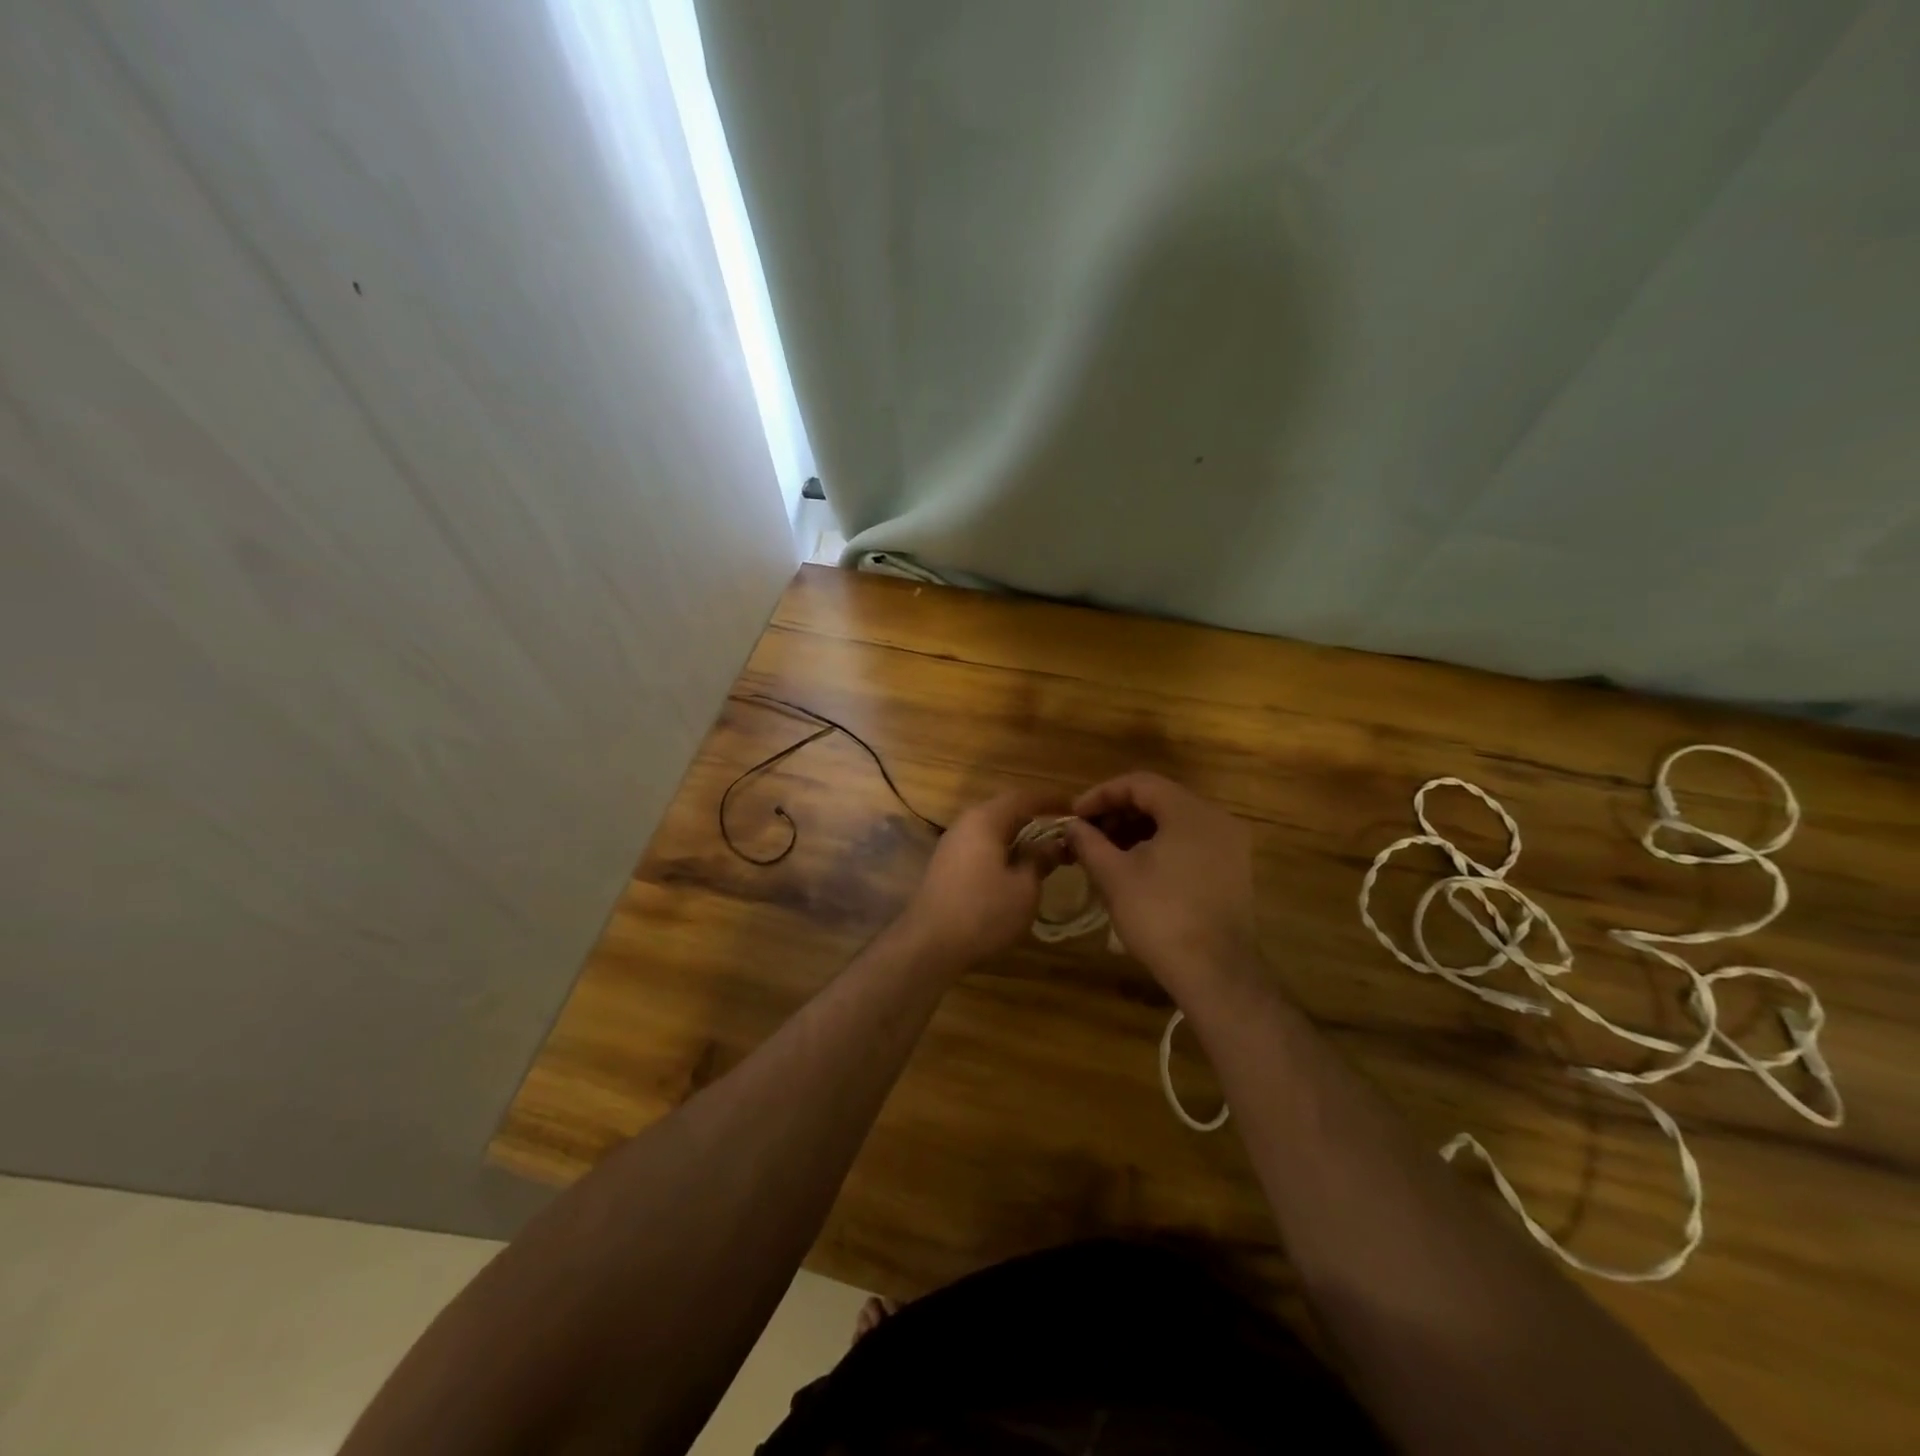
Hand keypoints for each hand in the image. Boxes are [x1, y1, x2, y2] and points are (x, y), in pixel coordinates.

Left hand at [897, 786, 1068, 971]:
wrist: (929, 945)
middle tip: (1064, 831)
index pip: (1024, 797)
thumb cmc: (983, 912)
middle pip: (1006, 811)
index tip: (1076, 808)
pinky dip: (1003, 851)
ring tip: (1045, 851)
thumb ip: (1040, 860)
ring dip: (1019, 837)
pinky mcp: (947, 866)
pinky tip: (1016, 869)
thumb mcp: (1024, 889)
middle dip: (1035, 818)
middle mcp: (965, 824)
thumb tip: (1055, 843)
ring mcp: (952, 845)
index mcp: (985, 820)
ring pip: (992, 830)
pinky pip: (981, 847)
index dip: (1052, 800)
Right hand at [1062, 772, 1258, 999]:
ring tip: (1105, 853)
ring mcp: (1229, 846)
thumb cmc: (1159, 916)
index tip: (1074, 815)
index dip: (1101, 795)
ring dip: (1136, 831)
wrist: (1215, 973)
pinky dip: (1159, 847)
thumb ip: (1089, 842)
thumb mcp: (1114, 875)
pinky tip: (1134, 869)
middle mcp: (1216, 819)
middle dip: (1117, 814)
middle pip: (1158, 799)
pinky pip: (1189, 843)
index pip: (1139, 783)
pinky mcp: (1232, 870)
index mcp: (1189, 812)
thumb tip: (1071, 825)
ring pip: (1173, 822)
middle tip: (1086, 835)